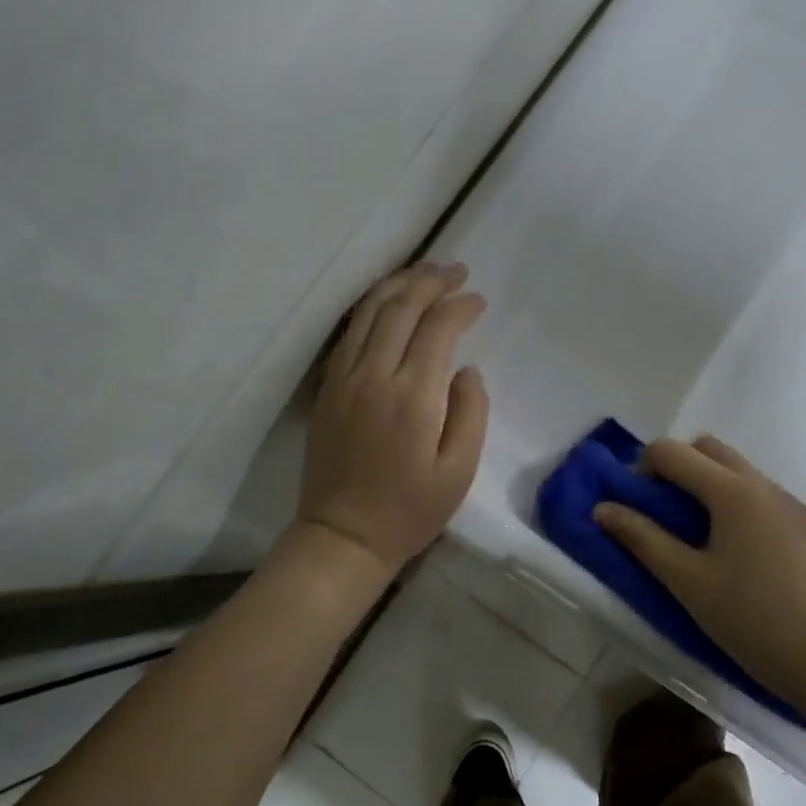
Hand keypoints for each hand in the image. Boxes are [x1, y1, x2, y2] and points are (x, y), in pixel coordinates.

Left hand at [295, 262, 489, 574]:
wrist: (343, 536)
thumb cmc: (409, 511)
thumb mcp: (458, 472)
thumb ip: (471, 413)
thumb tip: (466, 370)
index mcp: (412, 397)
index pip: (437, 329)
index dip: (460, 306)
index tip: (479, 300)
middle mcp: (373, 376)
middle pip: (400, 307)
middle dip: (430, 281)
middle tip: (456, 270)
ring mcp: (343, 379)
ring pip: (368, 312)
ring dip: (398, 284)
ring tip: (424, 272)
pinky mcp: (327, 388)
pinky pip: (349, 332)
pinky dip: (371, 307)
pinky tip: (387, 302)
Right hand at [593, 435, 805, 712]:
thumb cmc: (749, 618)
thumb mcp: (686, 580)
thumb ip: (641, 538)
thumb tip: (602, 508)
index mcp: (731, 490)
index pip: (671, 451)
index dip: (642, 469)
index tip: (637, 506)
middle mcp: (764, 484)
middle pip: (708, 448)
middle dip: (678, 468)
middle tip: (665, 514)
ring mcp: (794, 503)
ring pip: (740, 472)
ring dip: (710, 486)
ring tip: (704, 539)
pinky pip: (766, 498)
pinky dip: (742, 507)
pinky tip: (745, 558)